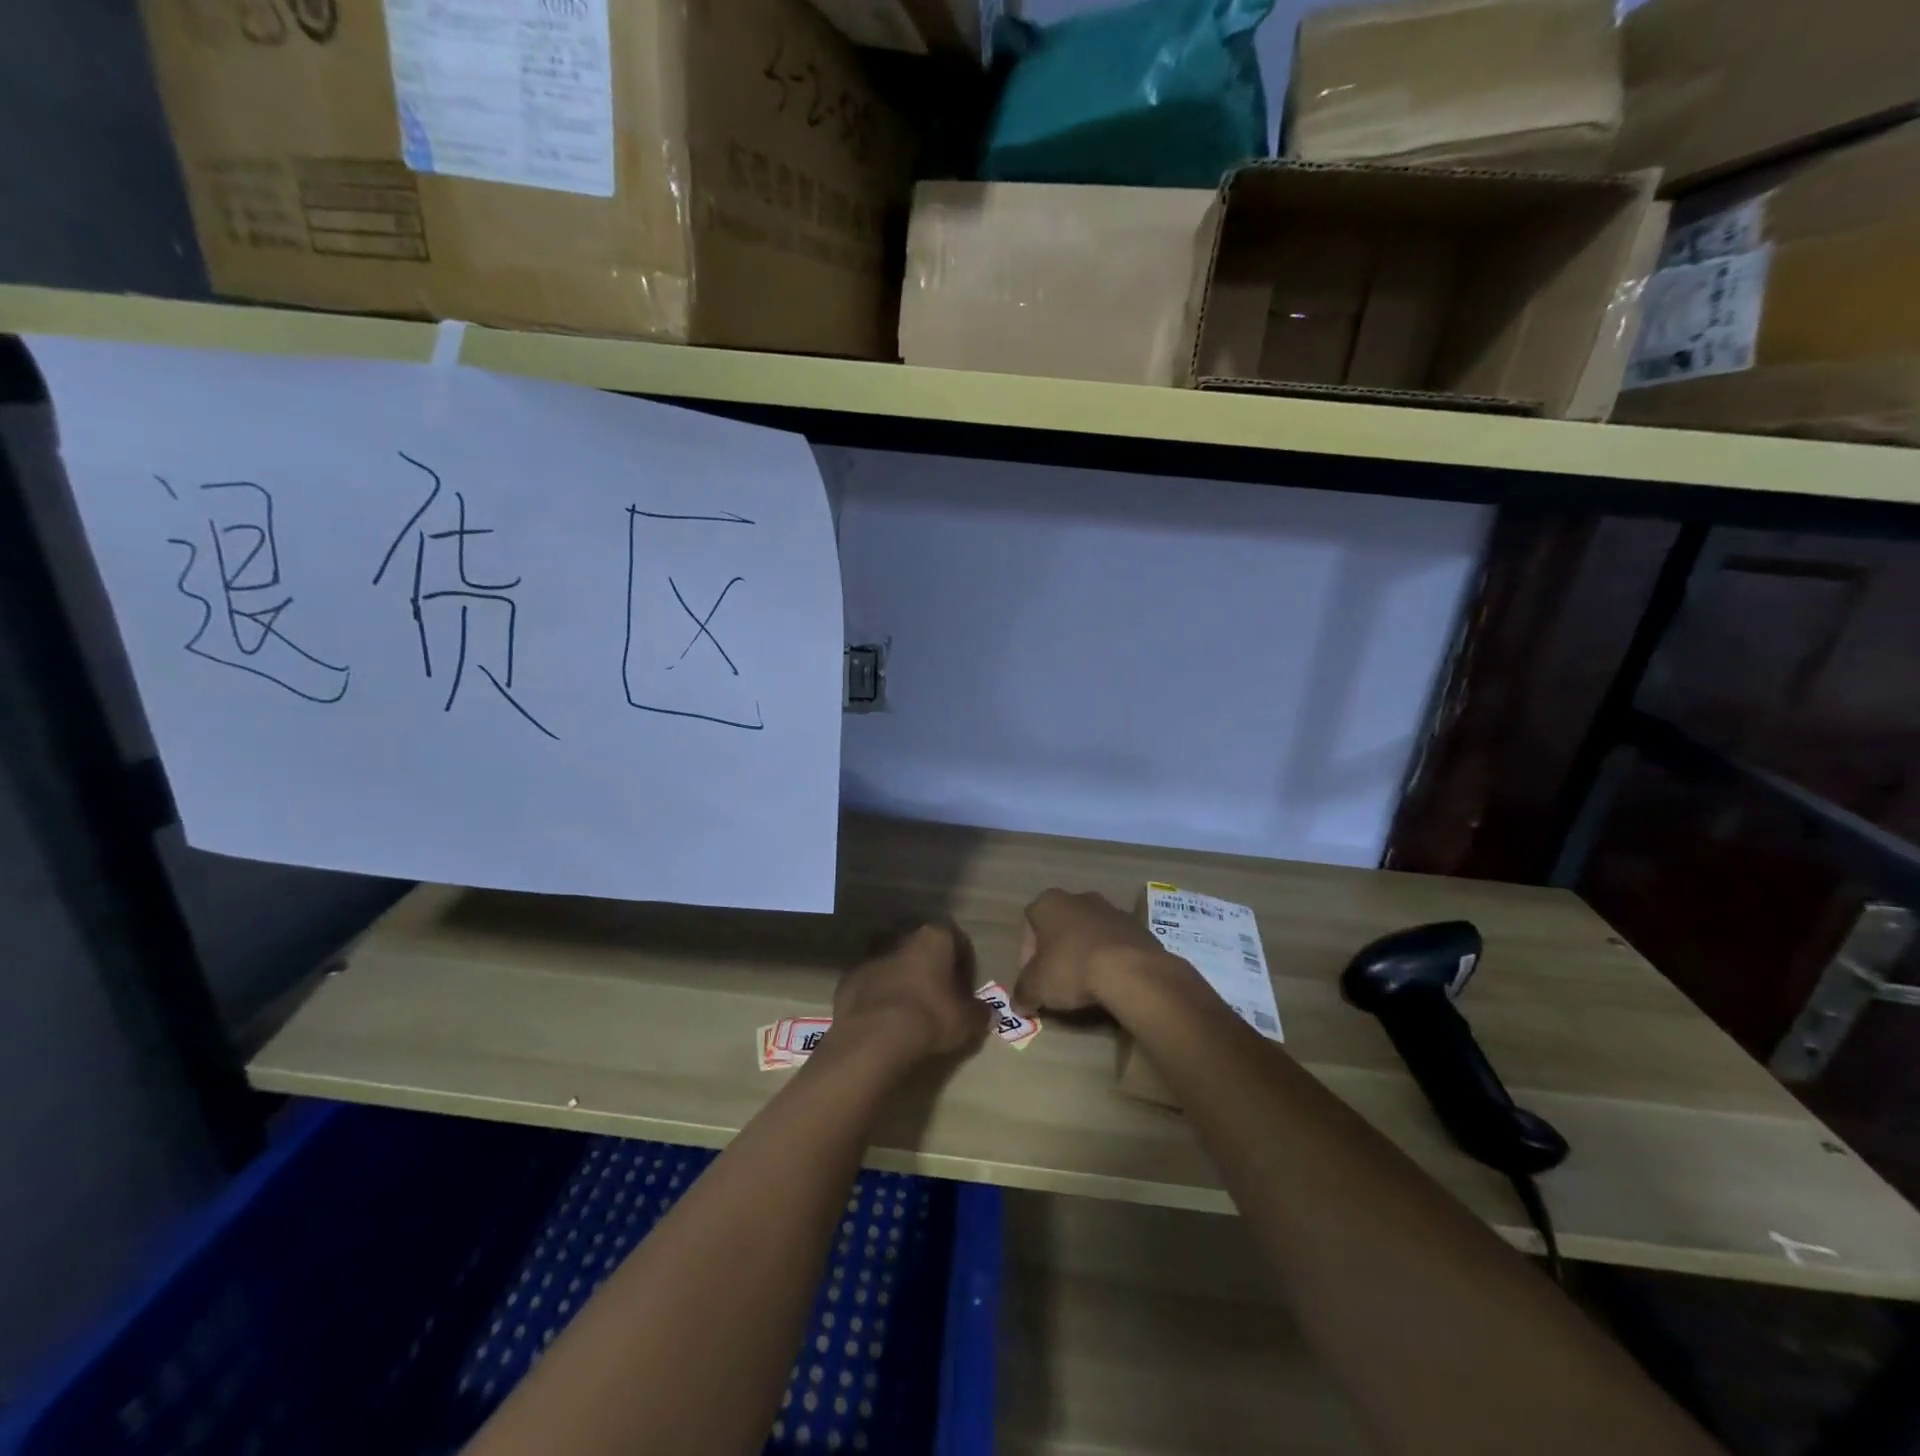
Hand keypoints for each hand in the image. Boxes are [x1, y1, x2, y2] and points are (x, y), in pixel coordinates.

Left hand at [829, 922, 990, 1064]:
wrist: (874, 1037)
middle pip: (921, 950)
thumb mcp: (966, 1020)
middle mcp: (902, 940)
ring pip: (894, 966)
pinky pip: (870, 987)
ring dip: (902, 983)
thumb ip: (979, 1012)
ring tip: (910, 1013)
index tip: (964, 987)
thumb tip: (988, 1013)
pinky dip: (878, 1000)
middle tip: (938, 998)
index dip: (962, 962)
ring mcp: (872, 959)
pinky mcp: (849, 981)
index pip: (955, 939)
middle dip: (930, 969)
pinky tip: (884, 1024)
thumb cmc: (930, 1017)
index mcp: (933, 938)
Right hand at [1013, 888, 1181, 1014]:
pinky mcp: (1137, 926)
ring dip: (1084, 952)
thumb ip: (1022, 993)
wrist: (1130, 970)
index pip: (1030, 922)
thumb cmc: (1072, 968)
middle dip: (1057, 949)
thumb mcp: (1036, 987)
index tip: (1034, 976)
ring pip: (1089, 932)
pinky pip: (1114, 942)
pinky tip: (1110, 980)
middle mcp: (1079, 897)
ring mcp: (1112, 909)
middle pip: (1060, 925)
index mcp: (1049, 902)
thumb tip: (1018, 1003)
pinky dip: (1109, 958)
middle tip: (1058, 980)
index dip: (1028, 952)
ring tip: (1086, 984)